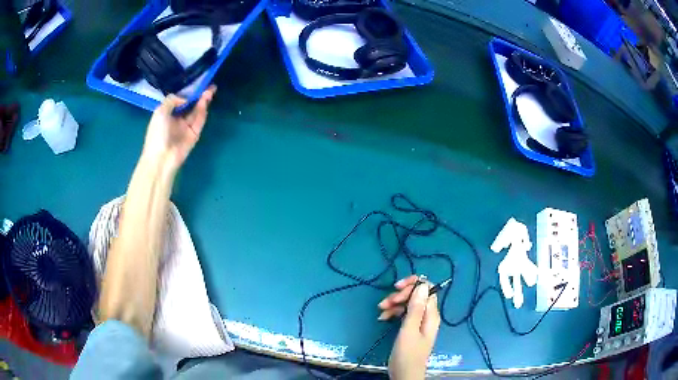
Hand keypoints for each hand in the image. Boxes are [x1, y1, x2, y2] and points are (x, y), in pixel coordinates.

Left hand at [142, 85, 215, 168]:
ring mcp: (186, 128)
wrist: (161, 158)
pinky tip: (205, 102)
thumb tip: (185, 99)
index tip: (196, 85)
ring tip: (209, 91)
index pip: (179, 101)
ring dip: (203, 102)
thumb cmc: (157, 134)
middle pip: (190, 105)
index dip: (187, 93)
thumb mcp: (160, 112)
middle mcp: (177, 120)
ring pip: (196, 112)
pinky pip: (199, 121)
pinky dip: (202, 112)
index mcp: (167, 114)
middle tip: (209, 86)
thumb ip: (172, 100)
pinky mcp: (194, 135)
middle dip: (198, 96)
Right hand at [378, 275, 439, 379]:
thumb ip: (415, 308)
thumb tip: (422, 285)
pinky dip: (393, 313)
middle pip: (416, 295)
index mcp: (431, 314)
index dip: (413, 285)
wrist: (405, 374)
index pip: (427, 289)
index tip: (397, 288)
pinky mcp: (411, 328)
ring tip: (381, 311)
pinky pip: (404, 314)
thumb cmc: (407, 353)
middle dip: (401, 295)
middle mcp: (427, 315)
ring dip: (394, 304)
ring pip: (408, 304)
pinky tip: (383, 318)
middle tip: (386, 303)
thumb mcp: (409, 330)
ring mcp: (419, 322)